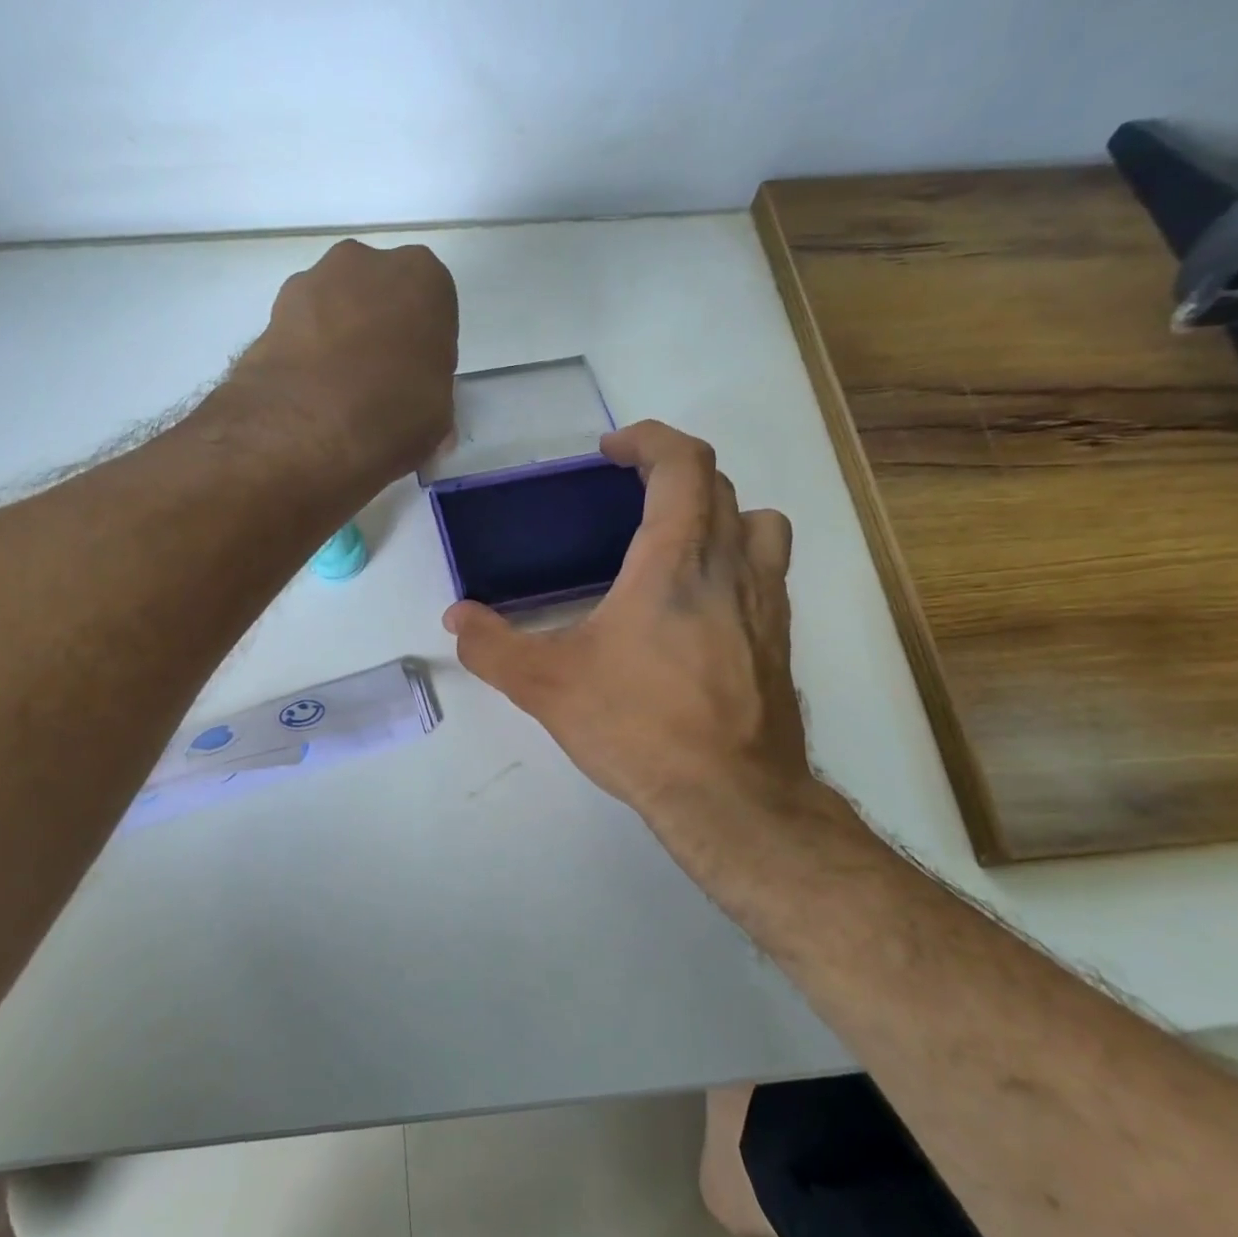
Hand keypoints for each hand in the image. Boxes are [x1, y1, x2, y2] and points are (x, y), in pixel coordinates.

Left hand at [235, 239, 458, 488]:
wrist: (306, 426)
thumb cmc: (393, 413)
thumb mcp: (438, 418)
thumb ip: (431, 399)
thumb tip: (415, 414)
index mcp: (422, 277)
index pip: (433, 307)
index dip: (425, 347)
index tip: (417, 380)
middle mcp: (367, 262)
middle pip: (381, 296)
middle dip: (380, 331)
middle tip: (379, 384)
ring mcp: (313, 280)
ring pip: (338, 307)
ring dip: (340, 339)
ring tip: (339, 395)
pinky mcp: (272, 308)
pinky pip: (303, 329)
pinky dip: (307, 353)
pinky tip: (310, 394)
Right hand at [444, 421, 816, 868]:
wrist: (731, 796)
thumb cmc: (639, 725)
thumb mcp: (547, 685)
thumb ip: (492, 646)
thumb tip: (456, 620)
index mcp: (676, 558)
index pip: (683, 462)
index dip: (648, 440)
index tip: (612, 452)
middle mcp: (732, 565)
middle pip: (718, 485)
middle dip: (674, 474)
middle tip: (630, 496)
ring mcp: (768, 602)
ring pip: (760, 522)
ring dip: (721, 513)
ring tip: (678, 543)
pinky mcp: (781, 639)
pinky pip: (768, 573)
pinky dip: (737, 563)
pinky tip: (700, 609)